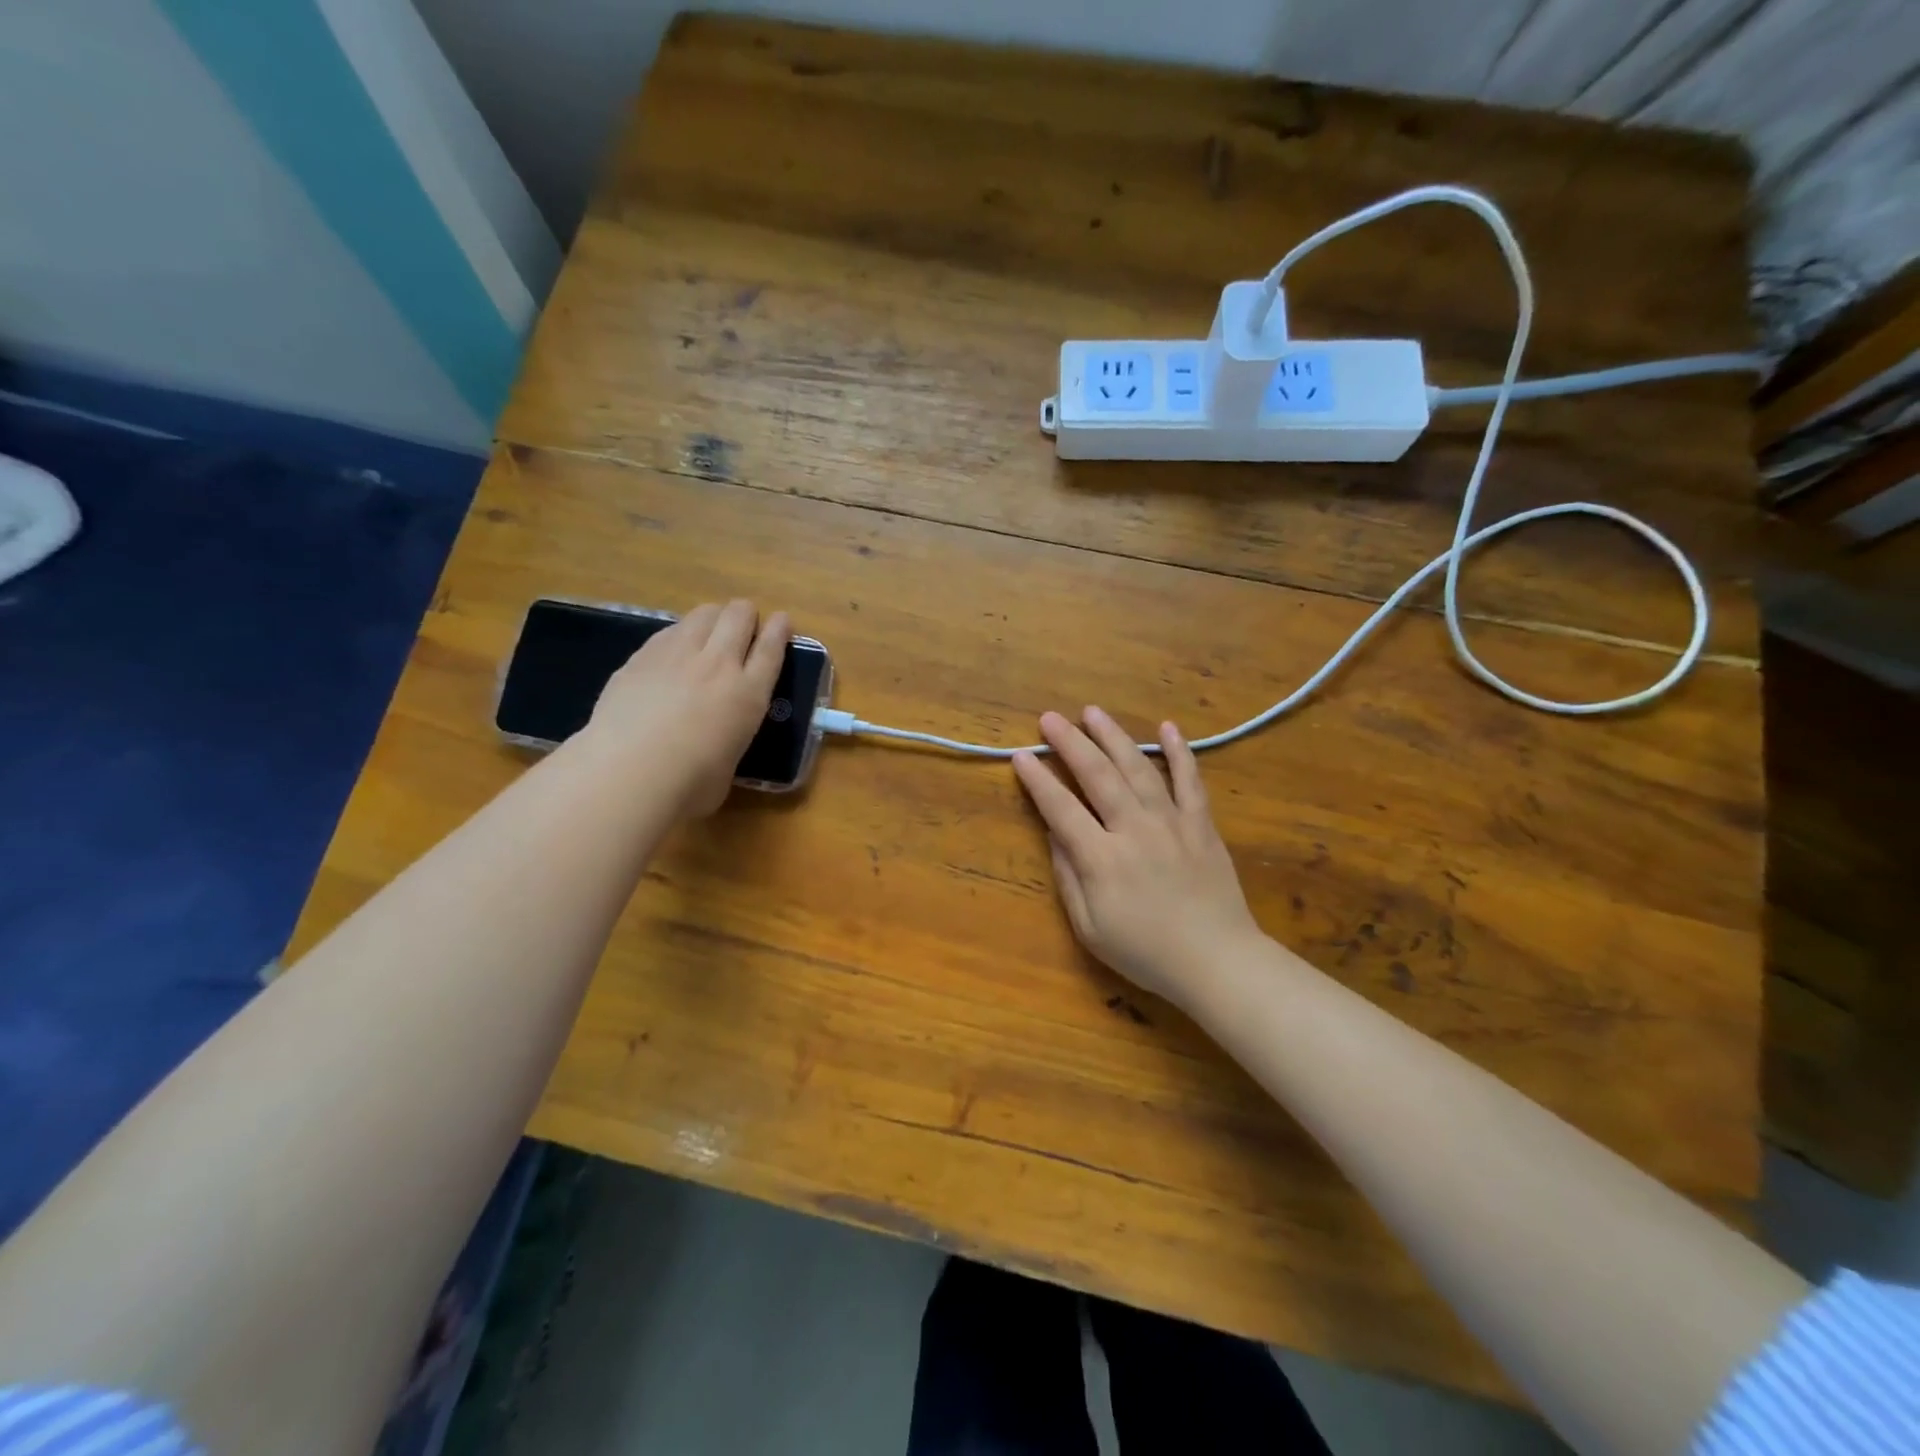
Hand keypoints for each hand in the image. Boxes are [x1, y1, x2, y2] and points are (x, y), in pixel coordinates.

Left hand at [585, 600, 789, 816]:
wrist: (630, 773)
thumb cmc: (688, 785)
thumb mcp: (729, 765)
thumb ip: (729, 742)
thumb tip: (717, 747)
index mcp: (749, 694)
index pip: (772, 648)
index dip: (780, 630)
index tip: (783, 621)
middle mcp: (719, 664)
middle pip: (739, 616)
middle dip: (746, 616)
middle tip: (744, 629)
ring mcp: (678, 654)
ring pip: (705, 612)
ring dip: (714, 618)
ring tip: (709, 634)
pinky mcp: (642, 656)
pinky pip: (670, 630)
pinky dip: (679, 634)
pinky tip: (672, 652)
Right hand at [1014, 708, 1263, 1011]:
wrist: (1217, 962)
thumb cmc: (1146, 953)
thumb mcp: (1090, 927)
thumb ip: (1068, 876)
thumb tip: (1054, 833)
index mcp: (1101, 858)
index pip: (1060, 808)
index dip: (1038, 780)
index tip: (1020, 755)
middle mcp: (1134, 829)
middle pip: (1097, 775)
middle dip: (1070, 743)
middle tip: (1049, 718)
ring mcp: (1171, 822)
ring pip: (1138, 768)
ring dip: (1113, 736)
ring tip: (1092, 712)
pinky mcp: (1201, 824)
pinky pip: (1190, 780)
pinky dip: (1179, 752)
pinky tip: (1167, 727)